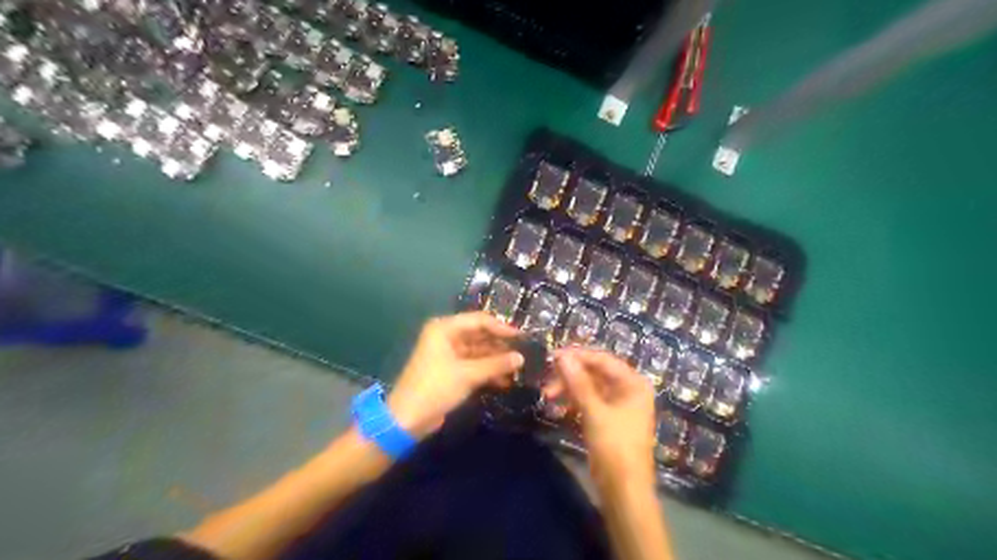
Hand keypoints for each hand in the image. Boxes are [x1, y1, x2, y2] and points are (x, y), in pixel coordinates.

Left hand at [388, 314, 523, 439]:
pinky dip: (488, 371)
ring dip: (497, 360)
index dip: (501, 328)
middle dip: (501, 345)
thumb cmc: (435, 388)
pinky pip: (474, 365)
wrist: (408, 419)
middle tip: (525, 352)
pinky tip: (506, 380)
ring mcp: (449, 354)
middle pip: (480, 335)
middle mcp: (447, 336)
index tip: (522, 337)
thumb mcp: (468, 374)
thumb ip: (496, 364)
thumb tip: (521, 358)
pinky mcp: (451, 371)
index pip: (479, 320)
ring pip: (479, 351)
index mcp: (445, 328)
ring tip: (519, 368)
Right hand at [553, 351, 659, 488]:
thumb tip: (561, 356)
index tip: (552, 356)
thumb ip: (578, 382)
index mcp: (633, 383)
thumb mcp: (594, 412)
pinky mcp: (608, 418)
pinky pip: (589, 401)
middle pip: (595, 372)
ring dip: (569, 388)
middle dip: (570, 375)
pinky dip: (574, 401)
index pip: (603, 359)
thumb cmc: (614, 447)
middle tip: (547, 381)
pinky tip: (557, 405)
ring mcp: (619, 404)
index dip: (577, 355)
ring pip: (590, 386)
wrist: (624, 491)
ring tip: (547, 395)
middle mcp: (628, 389)